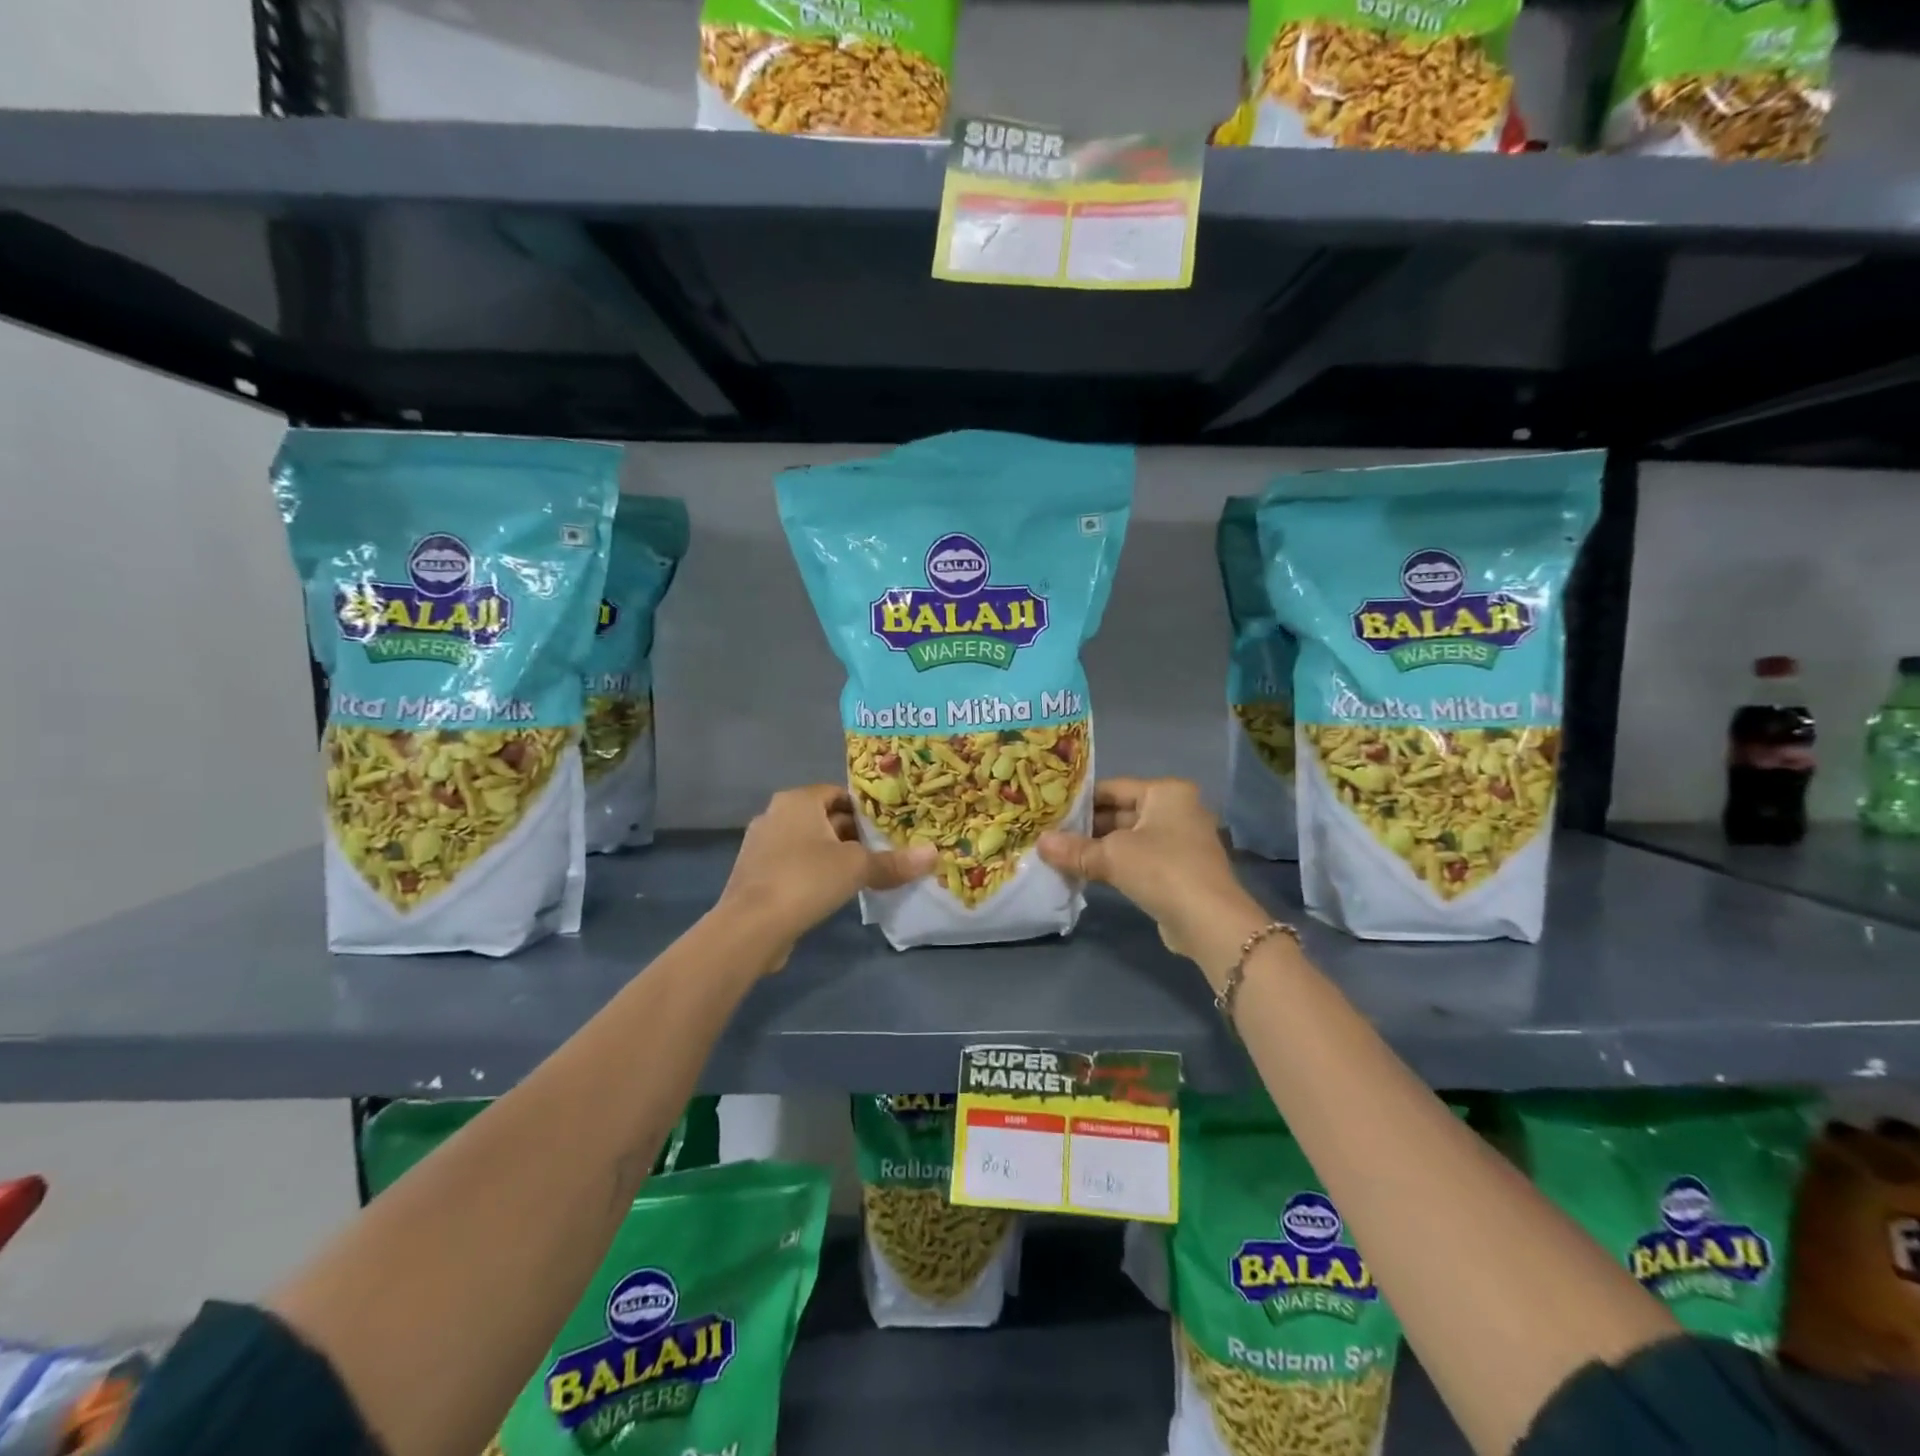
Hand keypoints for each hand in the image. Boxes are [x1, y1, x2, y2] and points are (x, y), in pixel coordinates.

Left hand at [716, 785, 935, 969]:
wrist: (750, 926)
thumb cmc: (806, 879)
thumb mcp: (857, 868)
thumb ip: (894, 862)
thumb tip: (933, 854)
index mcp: (798, 800)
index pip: (838, 793)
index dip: (865, 808)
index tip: (889, 826)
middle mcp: (775, 814)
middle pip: (823, 817)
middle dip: (852, 833)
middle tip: (883, 849)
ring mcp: (760, 845)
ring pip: (807, 842)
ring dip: (832, 854)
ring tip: (863, 872)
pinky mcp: (754, 874)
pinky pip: (792, 864)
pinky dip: (812, 872)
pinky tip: (832, 892)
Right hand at [1038, 778, 1272, 988]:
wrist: (1210, 922)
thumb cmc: (1162, 870)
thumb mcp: (1112, 856)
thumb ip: (1074, 848)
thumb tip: (1040, 843)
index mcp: (1166, 792)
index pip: (1112, 787)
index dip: (1079, 799)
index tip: (1049, 810)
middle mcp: (1176, 809)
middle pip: (1120, 812)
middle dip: (1086, 826)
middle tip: (1049, 834)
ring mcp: (1180, 841)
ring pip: (1128, 838)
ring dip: (1097, 848)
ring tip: (1059, 854)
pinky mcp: (1177, 869)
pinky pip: (1138, 858)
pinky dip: (1114, 864)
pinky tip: (1084, 872)